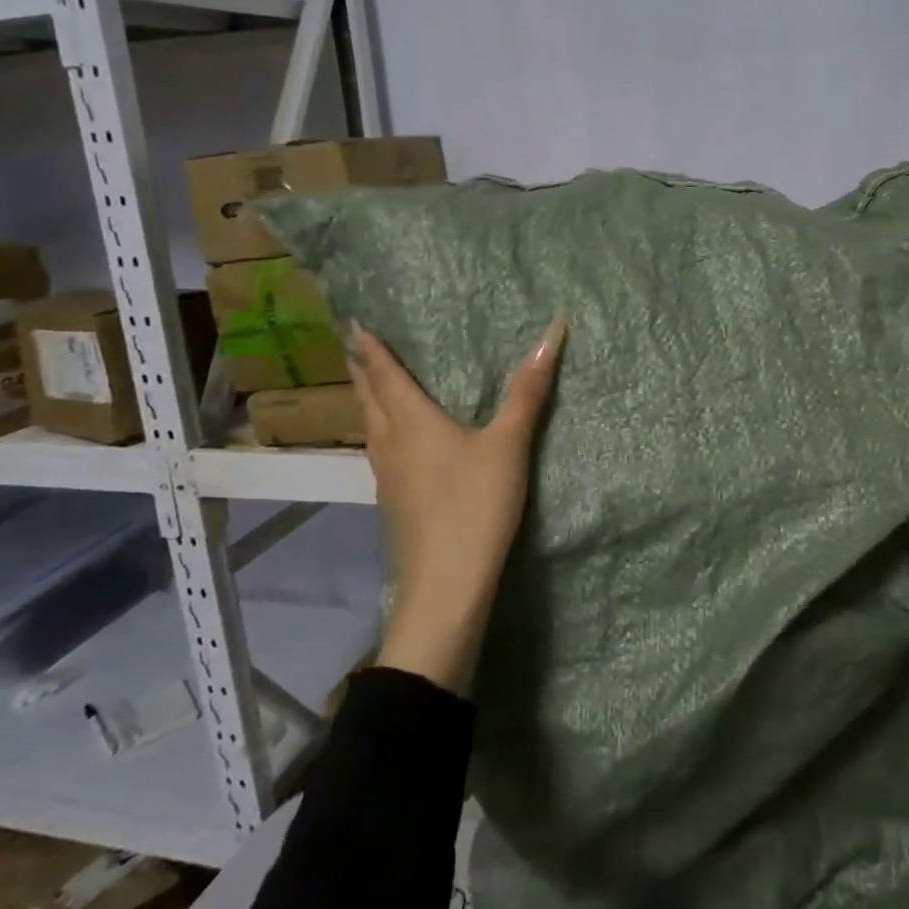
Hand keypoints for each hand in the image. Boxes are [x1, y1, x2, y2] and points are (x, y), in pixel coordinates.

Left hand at [350, 312, 565, 693]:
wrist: (446, 585)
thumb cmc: (475, 504)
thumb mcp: (509, 443)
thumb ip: (528, 390)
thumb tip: (552, 329)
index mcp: (411, 422)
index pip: (385, 375)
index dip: (372, 348)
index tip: (356, 323)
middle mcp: (390, 443)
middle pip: (368, 399)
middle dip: (363, 371)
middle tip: (357, 348)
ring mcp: (386, 477)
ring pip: (369, 428)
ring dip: (367, 401)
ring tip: (372, 386)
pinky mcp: (393, 502)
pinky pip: (379, 451)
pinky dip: (380, 431)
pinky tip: (395, 443)